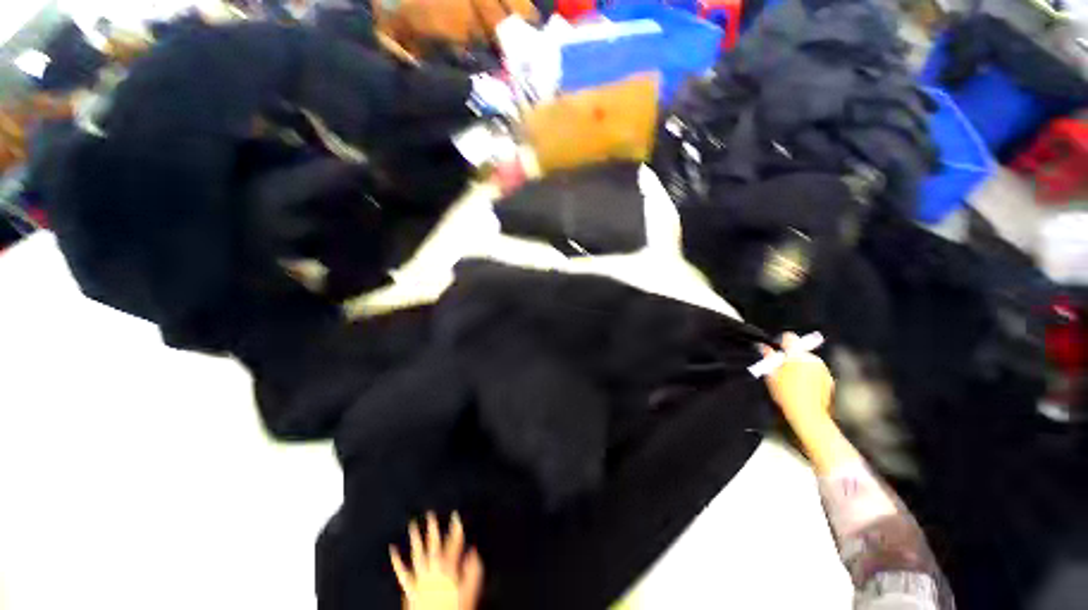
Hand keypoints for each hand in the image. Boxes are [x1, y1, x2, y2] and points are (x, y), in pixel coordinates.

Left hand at [390, 512, 483, 609]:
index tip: (456, 517)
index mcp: (447, 569)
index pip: (453, 544)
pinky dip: (397, 560)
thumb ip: (473, 571)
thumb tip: (473, 552)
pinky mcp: (409, 588)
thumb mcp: (469, 591)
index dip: (455, 529)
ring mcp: (420, 579)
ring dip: (415, 539)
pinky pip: (402, 572)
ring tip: (412, 525)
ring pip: (417, 554)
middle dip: (433, 528)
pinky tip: (393, 550)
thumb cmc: (454, 609)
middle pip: (433, 545)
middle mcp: (432, 570)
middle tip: (430, 513)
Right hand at [760, 333, 834, 427]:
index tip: (777, 351)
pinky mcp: (830, 378)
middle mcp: (812, 358)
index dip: (781, 342)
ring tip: (793, 382)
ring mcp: (823, 368)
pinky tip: (804, 388)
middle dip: (791, 357)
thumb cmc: (786, 394)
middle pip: (799, 351)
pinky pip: (817, 371)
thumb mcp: (771, 375)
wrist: (808, 414)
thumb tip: (765, 348)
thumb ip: (769, 359)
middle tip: (782, 371)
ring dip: (801, 366)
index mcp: (796, 355)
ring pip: (808, 361)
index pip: (789, 338)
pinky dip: (810, 375)